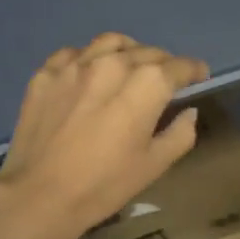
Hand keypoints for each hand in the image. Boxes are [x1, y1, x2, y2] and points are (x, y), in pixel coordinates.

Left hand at [0, 33, 209, 238]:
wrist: (40, 196)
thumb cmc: (105, 184)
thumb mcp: (154, 165)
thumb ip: (180, 133)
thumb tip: (189, 112)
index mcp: (146, 84)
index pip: (179, 66)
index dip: (194, 70)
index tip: (199, 76)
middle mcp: (112, 64)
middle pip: (146, 52)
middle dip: (163, 62)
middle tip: (166, 79)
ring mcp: (75, 66)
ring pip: (110, 43)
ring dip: (128, 51)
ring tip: (129, 65)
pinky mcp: (45, 75)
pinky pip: (73, 54)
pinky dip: (89, 58)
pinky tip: (89, 74)